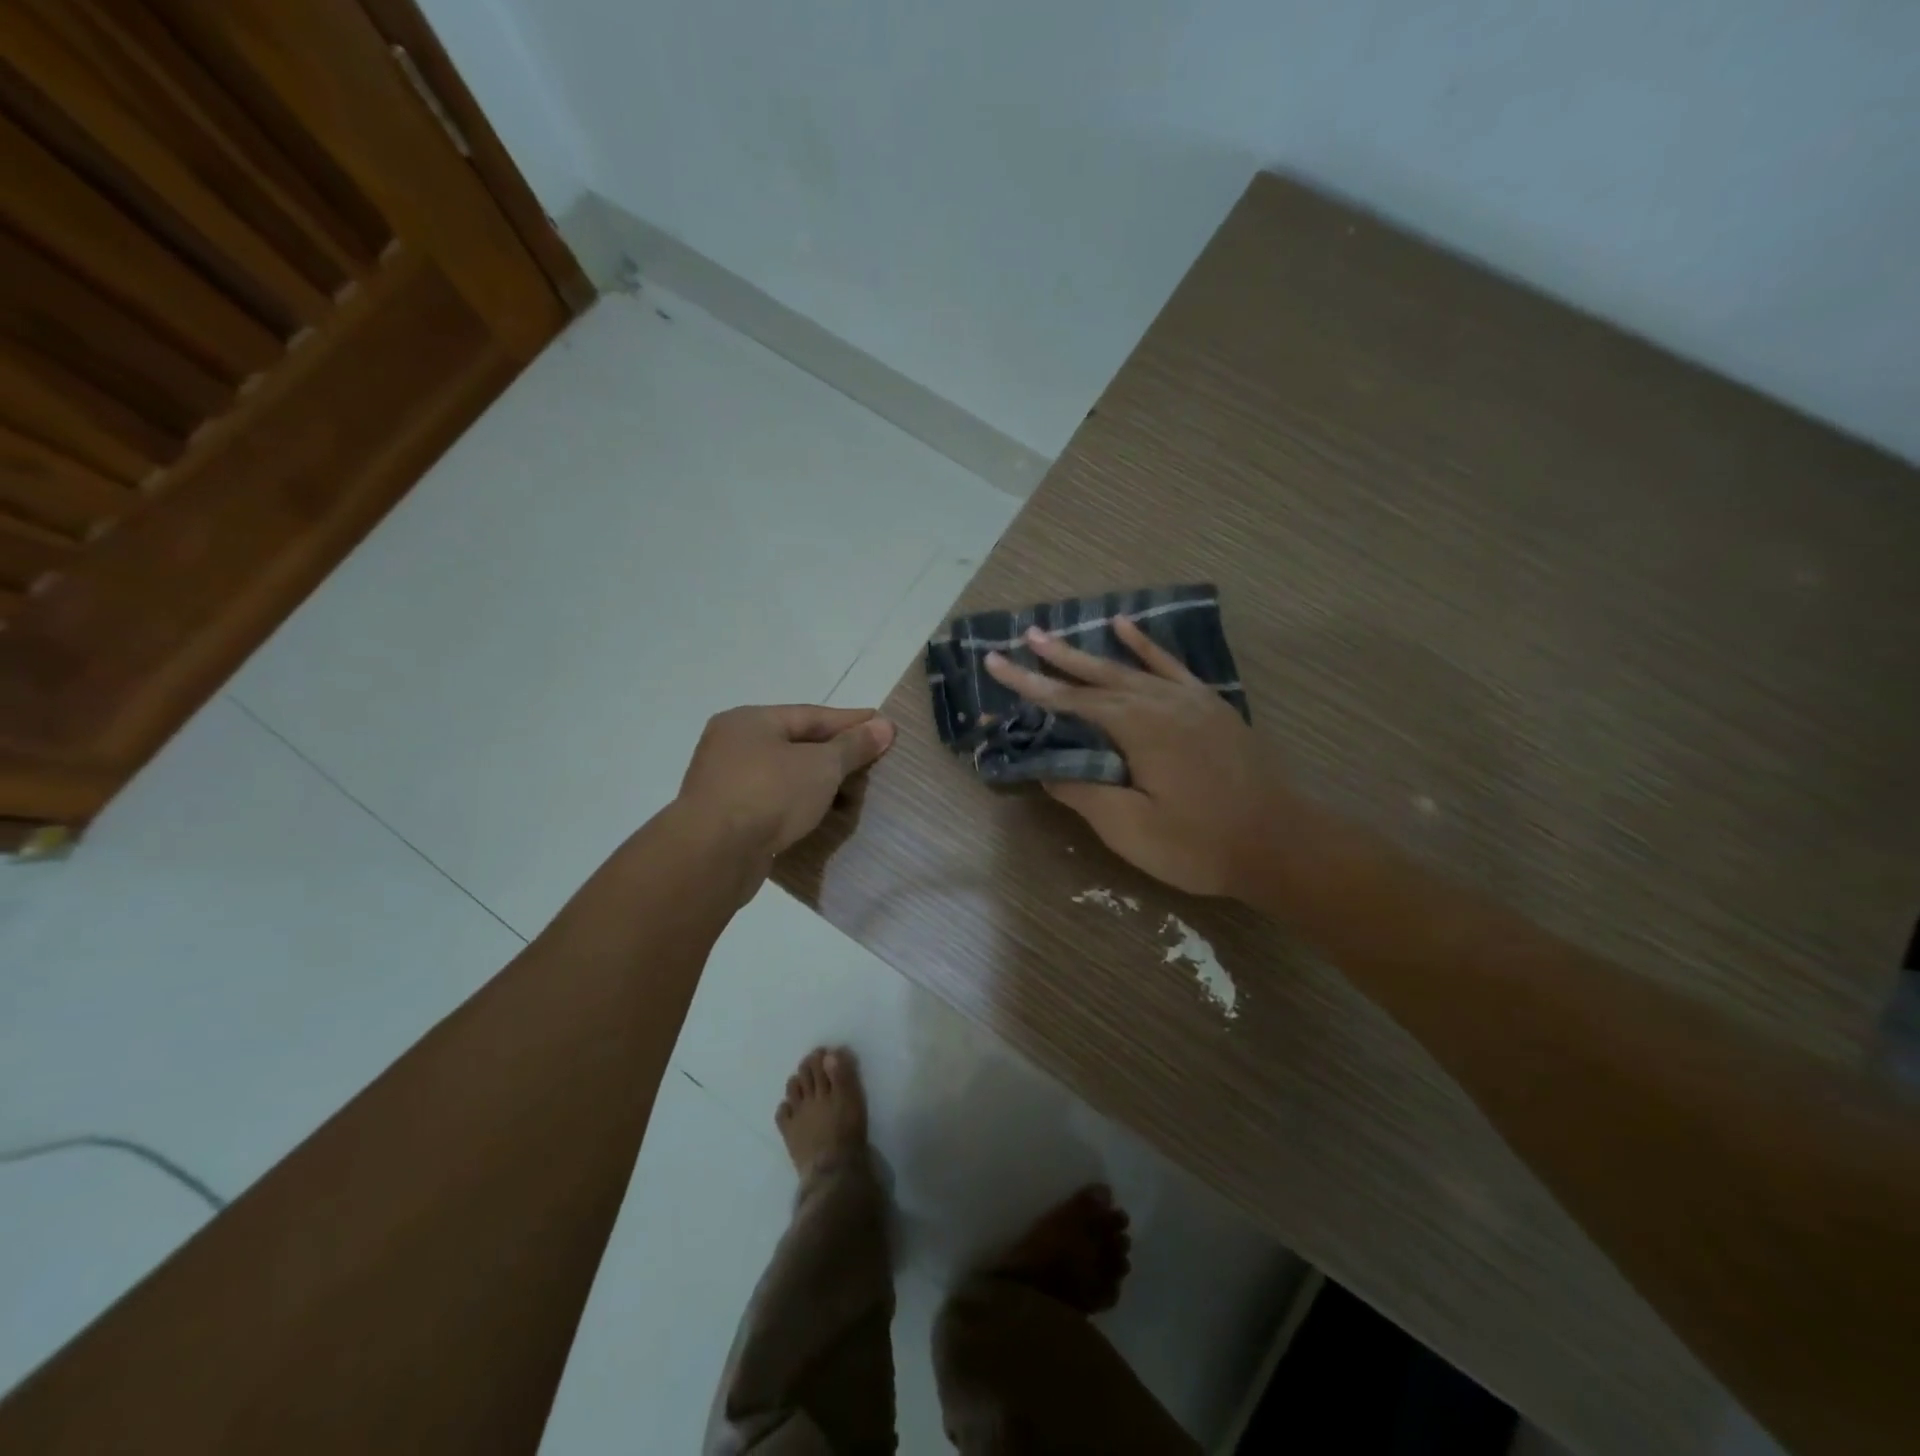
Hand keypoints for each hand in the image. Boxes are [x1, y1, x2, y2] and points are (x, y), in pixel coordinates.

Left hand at [677, 705, 894, 858]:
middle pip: (796, 744)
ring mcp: (725, 783)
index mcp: (749, 721)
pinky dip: (799, 806)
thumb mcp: (821, 765)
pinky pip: (773, 804)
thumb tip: (884, 725)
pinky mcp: (726, 819)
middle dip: (836, 755)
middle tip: (873, 762)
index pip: (811, 715)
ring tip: (854, 794)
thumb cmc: (769, 794)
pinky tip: (823, 817)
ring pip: (784, 776)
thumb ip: (853, 745)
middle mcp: (732, 746)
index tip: (884, 726)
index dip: (851, 722)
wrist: (713, 855)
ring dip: (818, 784)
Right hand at [984, 618, 1286, 896]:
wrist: (1280, 844)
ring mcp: (1189, 700)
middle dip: (1055, 659)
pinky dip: (1145, 646)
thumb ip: (1084, 792)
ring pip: (1128, 669)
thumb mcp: (1130, 828)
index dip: (1029, 684)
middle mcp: (1160, 702)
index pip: (1071, 701)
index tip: (996, 664)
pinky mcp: (1209, 706)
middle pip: (1096, 676)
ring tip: (1055, 636)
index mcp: (1138, 728)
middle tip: (1022, 638)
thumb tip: (1047, 769)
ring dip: (1089, 653)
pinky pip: (1170, 666)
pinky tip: (1126, 627)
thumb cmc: (1200, 843)